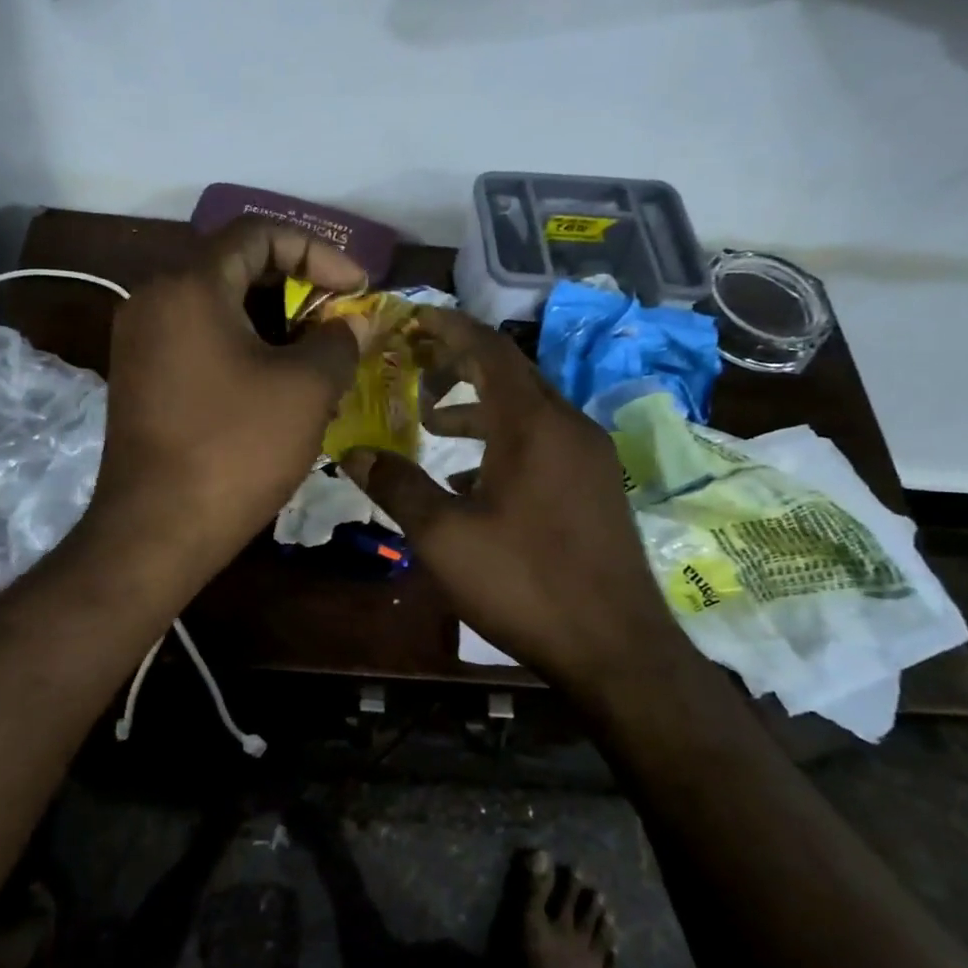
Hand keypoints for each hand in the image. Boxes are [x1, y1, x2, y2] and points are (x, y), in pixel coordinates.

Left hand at [83, 221, 369, 580]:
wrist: (155, 532)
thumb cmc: (236, 450)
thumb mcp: (305, 390)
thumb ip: (339, 341)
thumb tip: (356, 323)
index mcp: (189, 285)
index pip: (259, 233)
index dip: (318, 251)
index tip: (357, 289)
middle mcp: (154, 298)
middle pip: (237, 266)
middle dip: (298, 288)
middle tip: (340, 322)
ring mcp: (141, 339)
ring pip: (220, 306)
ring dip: (274, 322)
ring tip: (318, 356)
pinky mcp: (142, 376)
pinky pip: (201, 339)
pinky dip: (244, 346)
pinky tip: (279, 383)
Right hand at [342, 308, 671, 687]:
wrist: (615, 647)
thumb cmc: (524, 582)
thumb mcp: (444, 536)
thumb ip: (397, 486)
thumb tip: (351, 452)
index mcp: (533, 423)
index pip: (488, 349)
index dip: (448, 328)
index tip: (412, 320)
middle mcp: (568, 425)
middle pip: (510, 372)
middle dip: (460, 364)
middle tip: (413, 366)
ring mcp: (589, 456)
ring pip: (528, 409)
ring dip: (480, 407)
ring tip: (433, 423)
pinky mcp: (596, 485)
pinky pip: (544, 441)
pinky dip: (504, 441)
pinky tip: (473, 478)